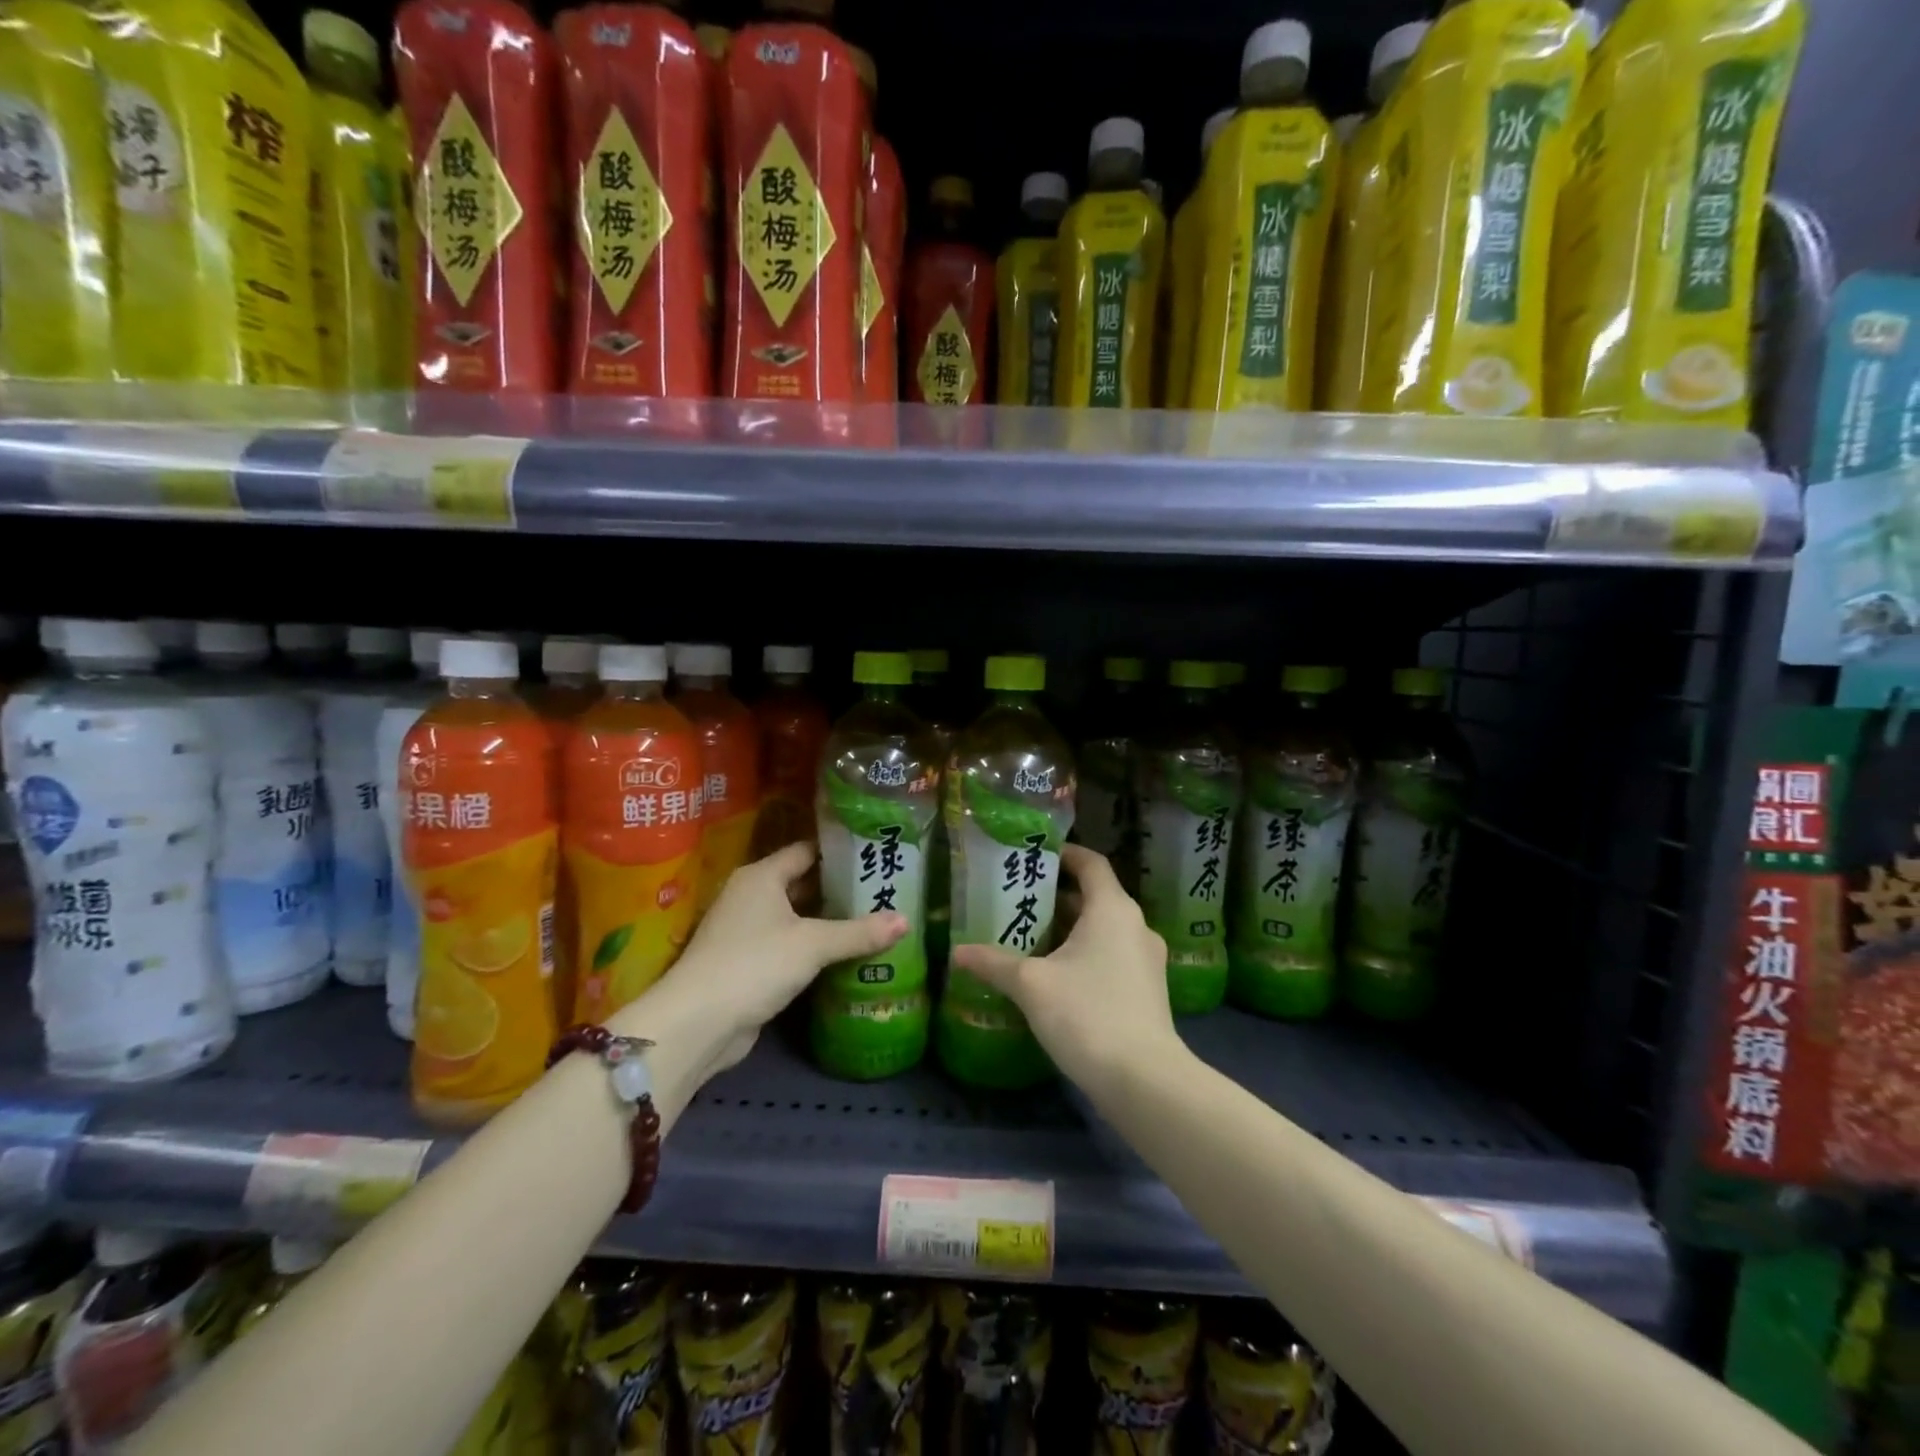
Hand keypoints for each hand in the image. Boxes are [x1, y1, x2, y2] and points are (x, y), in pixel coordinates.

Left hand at [636, 840, 906, 1071]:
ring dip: (827, 922)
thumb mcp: (813, 944)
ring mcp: (745, 931)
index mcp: (761, 876)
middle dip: (839, 889)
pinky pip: (788, 946)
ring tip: (873, 919)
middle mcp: (751, 896)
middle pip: (802, 884)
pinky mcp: (747, 964)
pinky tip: (844, 954)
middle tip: (882, 889)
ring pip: (796, 918)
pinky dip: (813, 948)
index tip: (873, 855)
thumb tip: (906, 921)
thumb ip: (859, 932)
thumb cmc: (755, 964)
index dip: (839, 852)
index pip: (806, 851)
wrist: (698, 1023)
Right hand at [951, 845, 1179, 1095]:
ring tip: (1030, 938)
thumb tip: (957, 951)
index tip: (1036, 856)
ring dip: (1071, 930)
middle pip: (1096, 897)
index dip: (1065, 854)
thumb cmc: (1086, 1013)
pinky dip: (1085, 955)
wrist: (1143, 1081)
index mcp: (1112, 909)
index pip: (1092, 863)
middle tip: (1019, 900)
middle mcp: (1135, 926)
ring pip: (1103, 930)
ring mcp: (1146, 961)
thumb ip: (994, 963)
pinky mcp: (1147, 991)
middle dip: (1058, 897)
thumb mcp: (1030, 984)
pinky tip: (1055, 977)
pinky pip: (1112, 957)